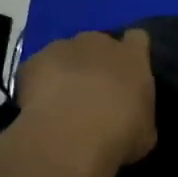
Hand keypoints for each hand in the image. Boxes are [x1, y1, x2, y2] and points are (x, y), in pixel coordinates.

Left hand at [14, 29, 156, 169]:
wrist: (69, 137)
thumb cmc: (118, 135)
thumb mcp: (145, 133)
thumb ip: (140, 114)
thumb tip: (134, 116)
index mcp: (132, 56)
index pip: (137, 39)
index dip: (132, 52)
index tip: (128, 72)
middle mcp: (98, 42)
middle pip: (98, 43)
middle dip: (96, 62)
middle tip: (93, 93)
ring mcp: (63, 47)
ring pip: (65, 54)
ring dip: (66, 72)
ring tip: (61, 103)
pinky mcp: (33, 61)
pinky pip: (37, 69)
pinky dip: (37, 84)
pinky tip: (37, 108)